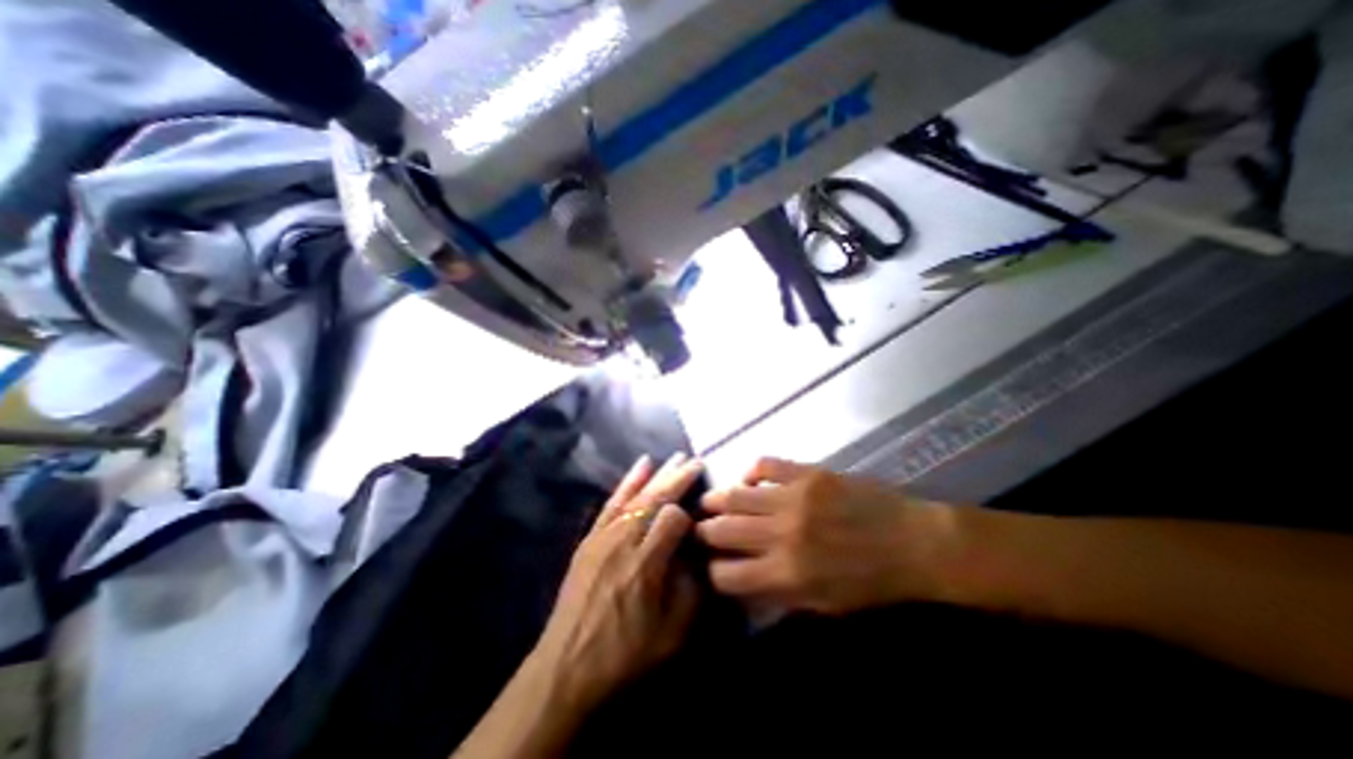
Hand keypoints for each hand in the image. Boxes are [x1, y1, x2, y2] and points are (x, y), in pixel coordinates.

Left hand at [528, 458, 701, 710]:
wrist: (566, 667)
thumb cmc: (623, 655)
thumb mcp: (670, 635)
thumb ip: (691, 590)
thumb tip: (698, 553)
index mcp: (646, 564)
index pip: (673, 519)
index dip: (689, 515)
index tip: (699, 522)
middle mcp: (624, 541)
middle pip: (655, 499)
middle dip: (678, 478)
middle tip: (696, 461)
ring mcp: (604, 536)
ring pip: (636, 495)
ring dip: (657, 474)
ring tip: (675, 457)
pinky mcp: (591, 537)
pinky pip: (612, 502)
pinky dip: (628, 482)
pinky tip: (641, 466)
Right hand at [697, 458, 959, 612]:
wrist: (913, 542)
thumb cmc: (872, 582)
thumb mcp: (826, 604)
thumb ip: (780, 593)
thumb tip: (744, 581)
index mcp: (788, 574)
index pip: (727, 575)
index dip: (714, 573)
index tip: (712, 566)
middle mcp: (782, 534)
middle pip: (723, 531)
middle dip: (705, 532)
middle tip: (701, 529)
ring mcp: (793, 497)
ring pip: (735, 495)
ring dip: (717, 499)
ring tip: (710, 501)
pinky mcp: (806, 472)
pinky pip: (763, 464)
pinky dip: (750, 472)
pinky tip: (749, 479)